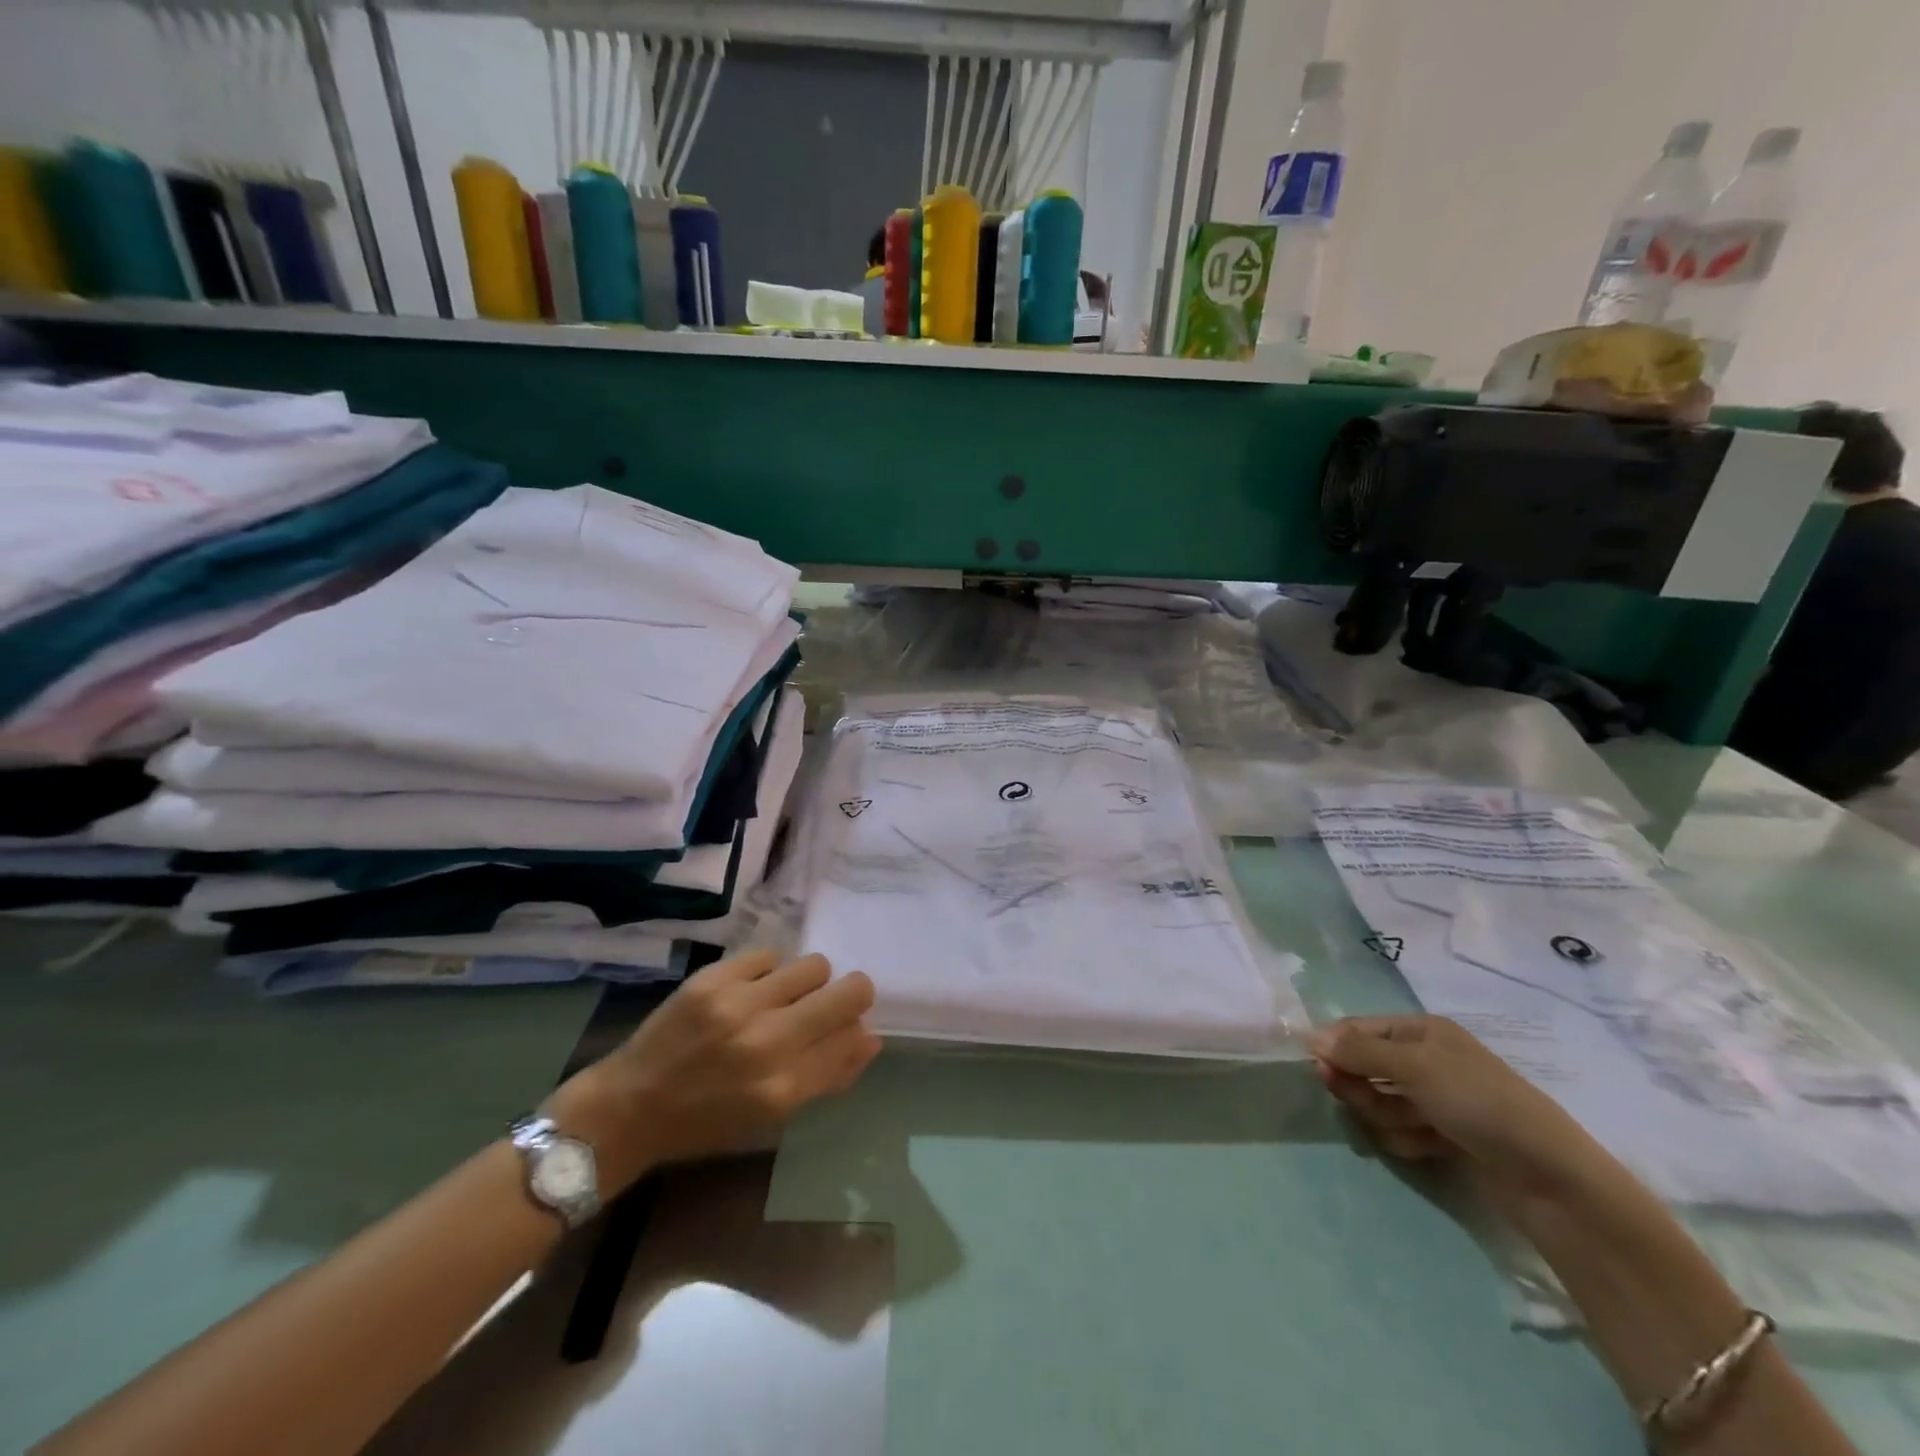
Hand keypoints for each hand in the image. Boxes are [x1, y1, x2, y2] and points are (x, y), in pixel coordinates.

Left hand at [548, 951, 880, 1190]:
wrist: (630, 1105)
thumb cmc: (707, 1121)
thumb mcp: (773, 1117)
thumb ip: (828, 1077)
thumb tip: (871, 1038)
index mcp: (784, 1088)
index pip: (853, 1038)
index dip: (856, 1027)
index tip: (844, 1027)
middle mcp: (768, 1043)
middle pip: (848, 993)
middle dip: (852, 993)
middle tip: (832, 1000)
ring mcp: (739, 1005)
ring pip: (814, 966)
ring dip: (808, 980)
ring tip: (785, 995)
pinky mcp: (713, 978)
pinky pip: (769, 954)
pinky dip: (768, 971)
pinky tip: (751, 989)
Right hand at [1307, 1014, 1604, 1206]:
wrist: (1548, 1177)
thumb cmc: (1478, 1102)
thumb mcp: (1414, 1067)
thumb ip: (1358, 1051)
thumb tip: (1308, 1036)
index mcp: (1421, 1030)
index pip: (1358, 1029)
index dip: (1335, 1047)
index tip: (1317, 1069)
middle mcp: (1425, 1058)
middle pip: (1364, 1066)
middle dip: (1361, 1088)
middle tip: (1363, 1103)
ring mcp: (1435, 1098)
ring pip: (1379, 1102)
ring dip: (1385, 1118)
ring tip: (1413, 1131)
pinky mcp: (1444, 1135)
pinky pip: (1401, 1130)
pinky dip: (1406, 1139)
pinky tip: (1429, 1149)